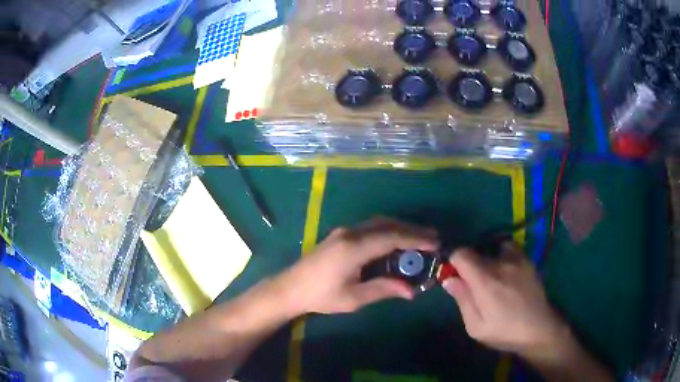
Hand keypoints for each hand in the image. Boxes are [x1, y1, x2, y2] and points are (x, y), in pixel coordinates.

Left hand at [277, 219, 438, 314]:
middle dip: (411, 230)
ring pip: (378, 223)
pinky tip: (395, 240)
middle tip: (433, 236)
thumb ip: (383, 290)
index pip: (392, 237)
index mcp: (354, 248)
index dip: (415, 239)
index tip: (435, 242)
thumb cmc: (321, 296)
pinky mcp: (340, 235)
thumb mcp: (354, 298)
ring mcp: (344, 232)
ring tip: (419, 237)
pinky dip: (387, 231)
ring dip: (400, 228)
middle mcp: (351, 233)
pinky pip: (370, 227)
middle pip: (387, 225)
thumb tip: (411, 291)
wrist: (291, 288)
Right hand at [442, 243, 567, 356]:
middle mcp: (500, 264)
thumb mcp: (476, 327)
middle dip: (468, 265)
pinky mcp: (527, 261)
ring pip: (492, 249)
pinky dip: (503, 255)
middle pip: (476, 252)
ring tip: (491, 278)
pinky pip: (510, 248)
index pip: (461, 253)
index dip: (452, 260)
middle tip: (472, 285)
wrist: (539, 329)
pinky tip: (506, 272)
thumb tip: (448, 279)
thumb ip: (463, 300)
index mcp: (485, 280)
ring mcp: (517, 259)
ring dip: (487, 260)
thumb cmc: (504, 332)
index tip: (452, 273)